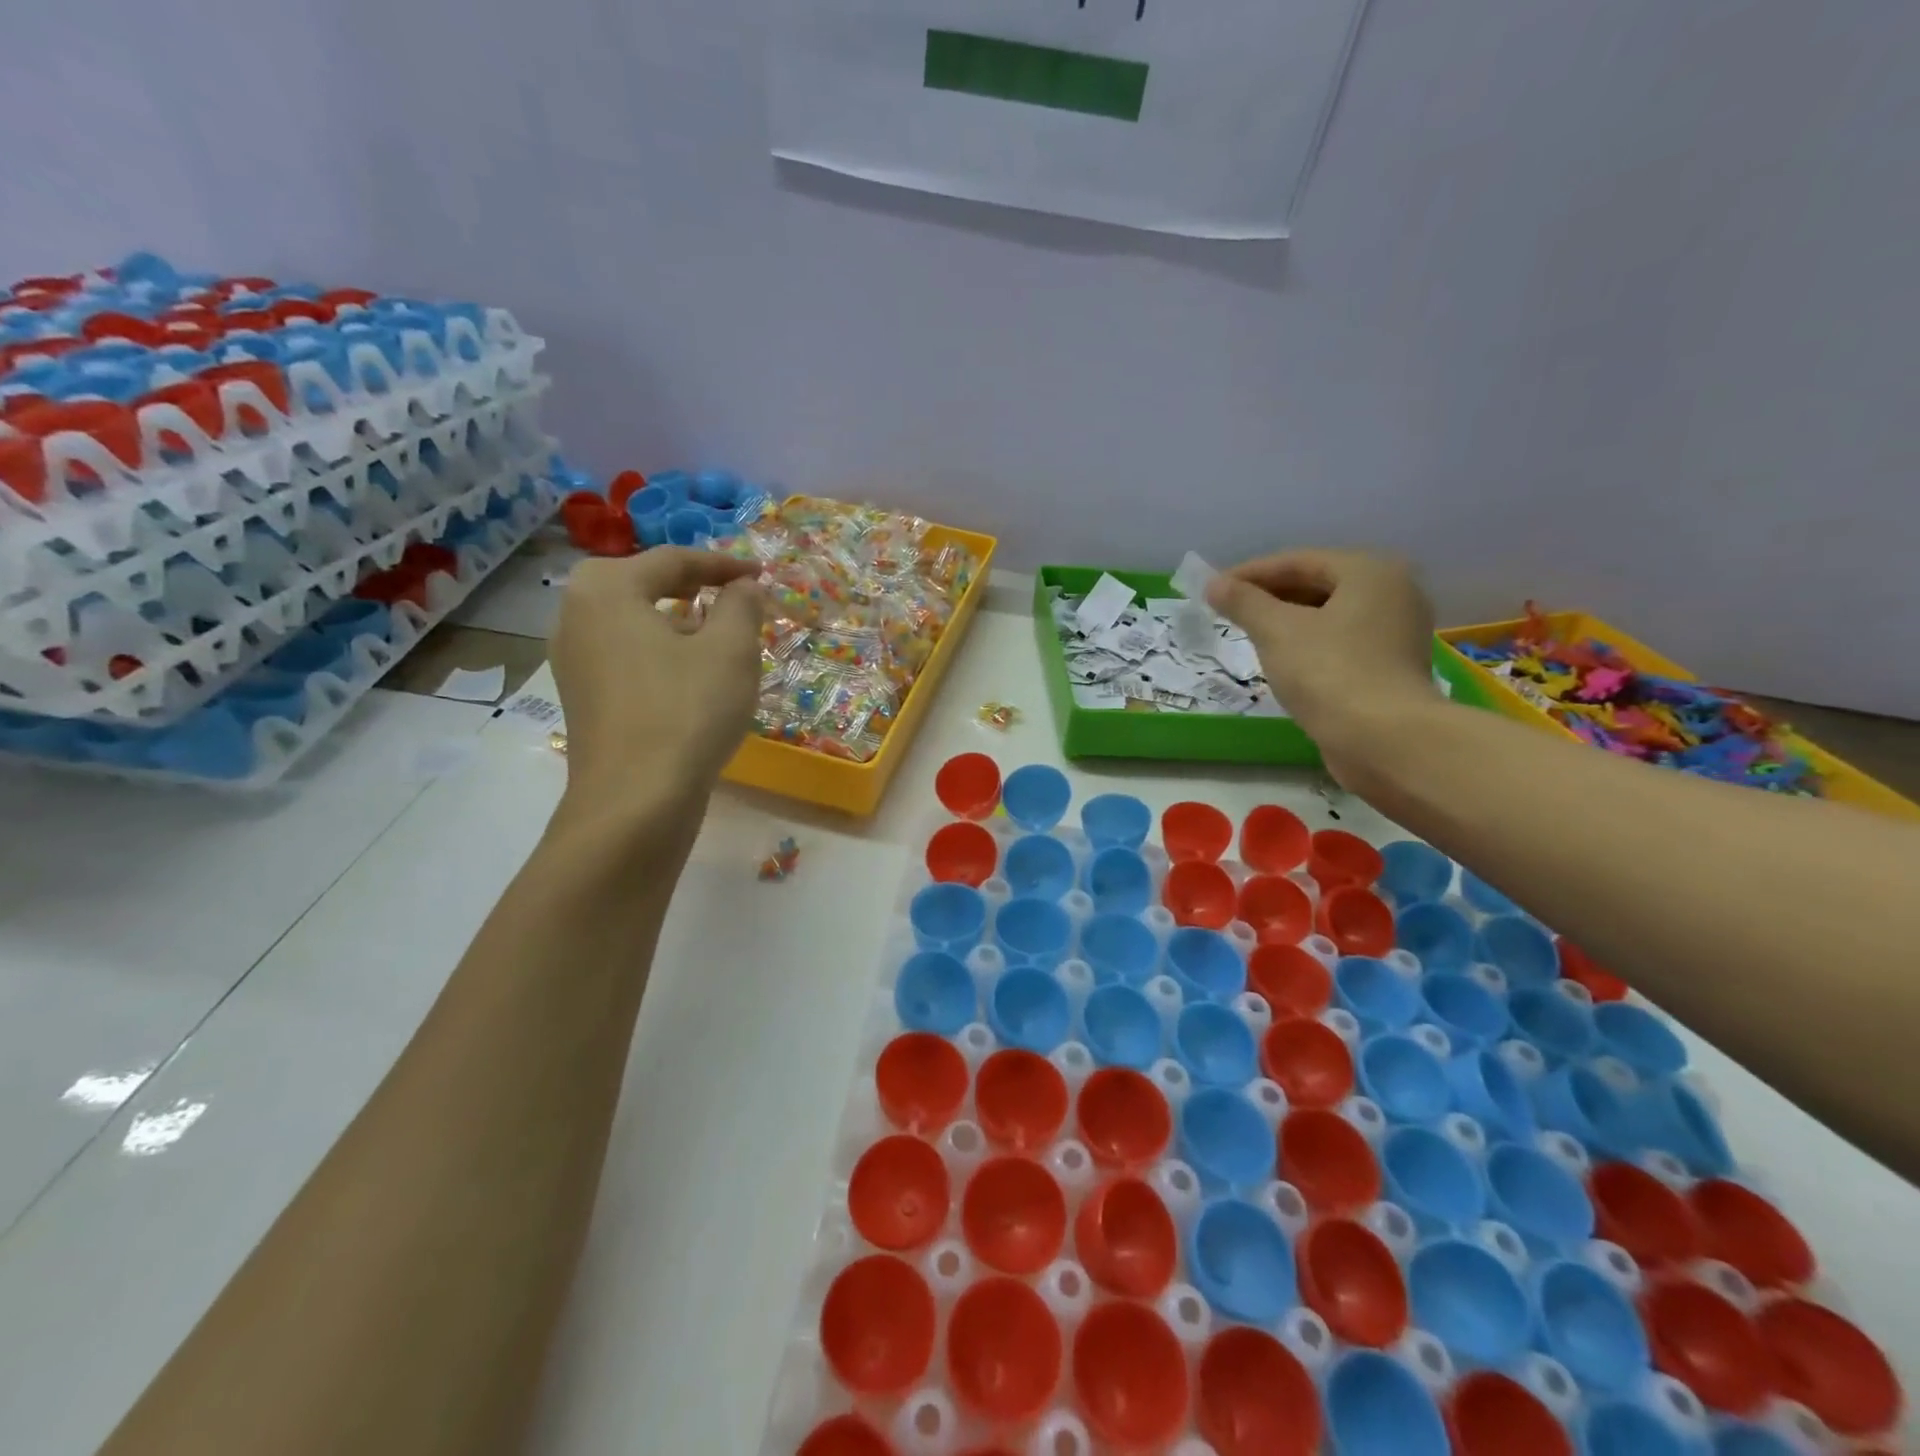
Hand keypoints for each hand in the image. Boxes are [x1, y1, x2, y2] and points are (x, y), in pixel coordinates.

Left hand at [550, 548, 763, 816]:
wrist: (636, 801)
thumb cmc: (687, 711)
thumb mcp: (731, 649)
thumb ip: (741, 604)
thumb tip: (743, 587)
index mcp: (605, 588)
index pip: (672, 559)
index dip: (723, 564)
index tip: (760, 575)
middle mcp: (575, 614)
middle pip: (645, 585)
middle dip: (696, 589)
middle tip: (737, 598)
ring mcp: (572, 659)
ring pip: (635, 623)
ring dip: (679, 622)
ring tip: (720, 637)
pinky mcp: (582, 697)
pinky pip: (627, 655)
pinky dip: (661, 652)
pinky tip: (691, 675)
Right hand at [1206, 550, 1440, 782]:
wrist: (1384, 740)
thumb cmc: (1329, 673)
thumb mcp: (1276, 631)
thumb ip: (1243, 602)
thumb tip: (1213, 584)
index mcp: (1370, 571)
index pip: (1297, 561)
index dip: (1250, 574)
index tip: (1213, 590)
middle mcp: (1392, 592)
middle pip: (1317, 584)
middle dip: (1269, 597)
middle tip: (1228, 612)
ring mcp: (1396, 631)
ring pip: (1328, 615)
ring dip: (1287, 621)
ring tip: (1249, 635)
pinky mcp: (1391, 666)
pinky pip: (1340, 642)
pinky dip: (1308, 644)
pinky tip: (1282, 660)